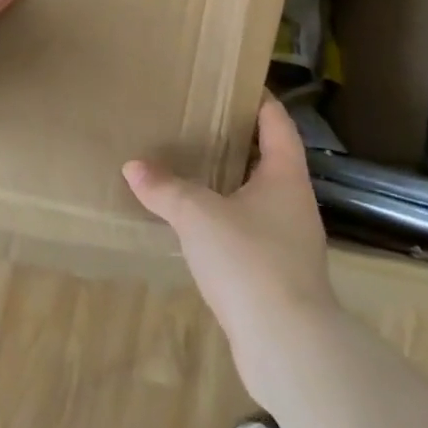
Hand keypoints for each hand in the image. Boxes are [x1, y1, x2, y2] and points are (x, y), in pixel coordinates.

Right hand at [124, 94, 342, 407]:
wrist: (288, 344)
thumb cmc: (249, 260)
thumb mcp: (198, 215)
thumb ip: (165, 188)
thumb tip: (133, 167)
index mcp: (285, 177)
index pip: (277, 123)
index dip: (261, 100)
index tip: (236, 83)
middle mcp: (294, 203)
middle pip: (270, 158)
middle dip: (239, 141)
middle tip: (201, 123)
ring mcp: (291, 241)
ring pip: (260, 197)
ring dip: (232, 183)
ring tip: (194, 169)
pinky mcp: (279, 275)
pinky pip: (251, 232)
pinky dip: (228, 220)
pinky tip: (200, 226)